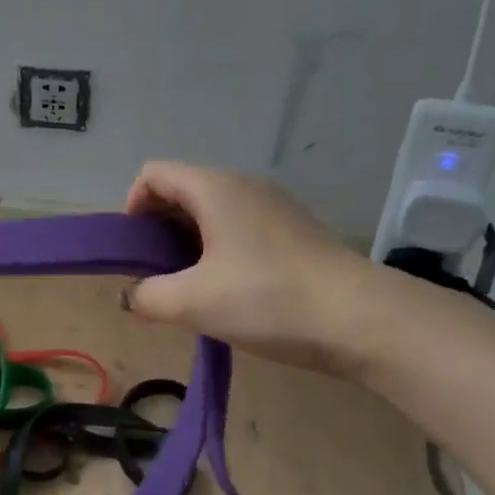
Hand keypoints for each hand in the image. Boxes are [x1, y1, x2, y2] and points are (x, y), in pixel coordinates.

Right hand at [123, 161, 384, 374]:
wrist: (362, 319)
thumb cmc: (267, 299)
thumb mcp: (192, 303)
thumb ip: (147, 296)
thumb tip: (134, 296)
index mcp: (215, 188)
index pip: (154, 174)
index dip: (132, 207)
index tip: (135, 252)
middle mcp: (245, 186)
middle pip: (182, 192)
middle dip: (158, 230)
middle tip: (156, 276)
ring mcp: (275, 208)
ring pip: (213, 214)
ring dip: (188, 245)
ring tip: (189, 290)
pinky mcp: (295, 233)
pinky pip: (240, 230)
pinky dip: (219, 253)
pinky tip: (227, 293)